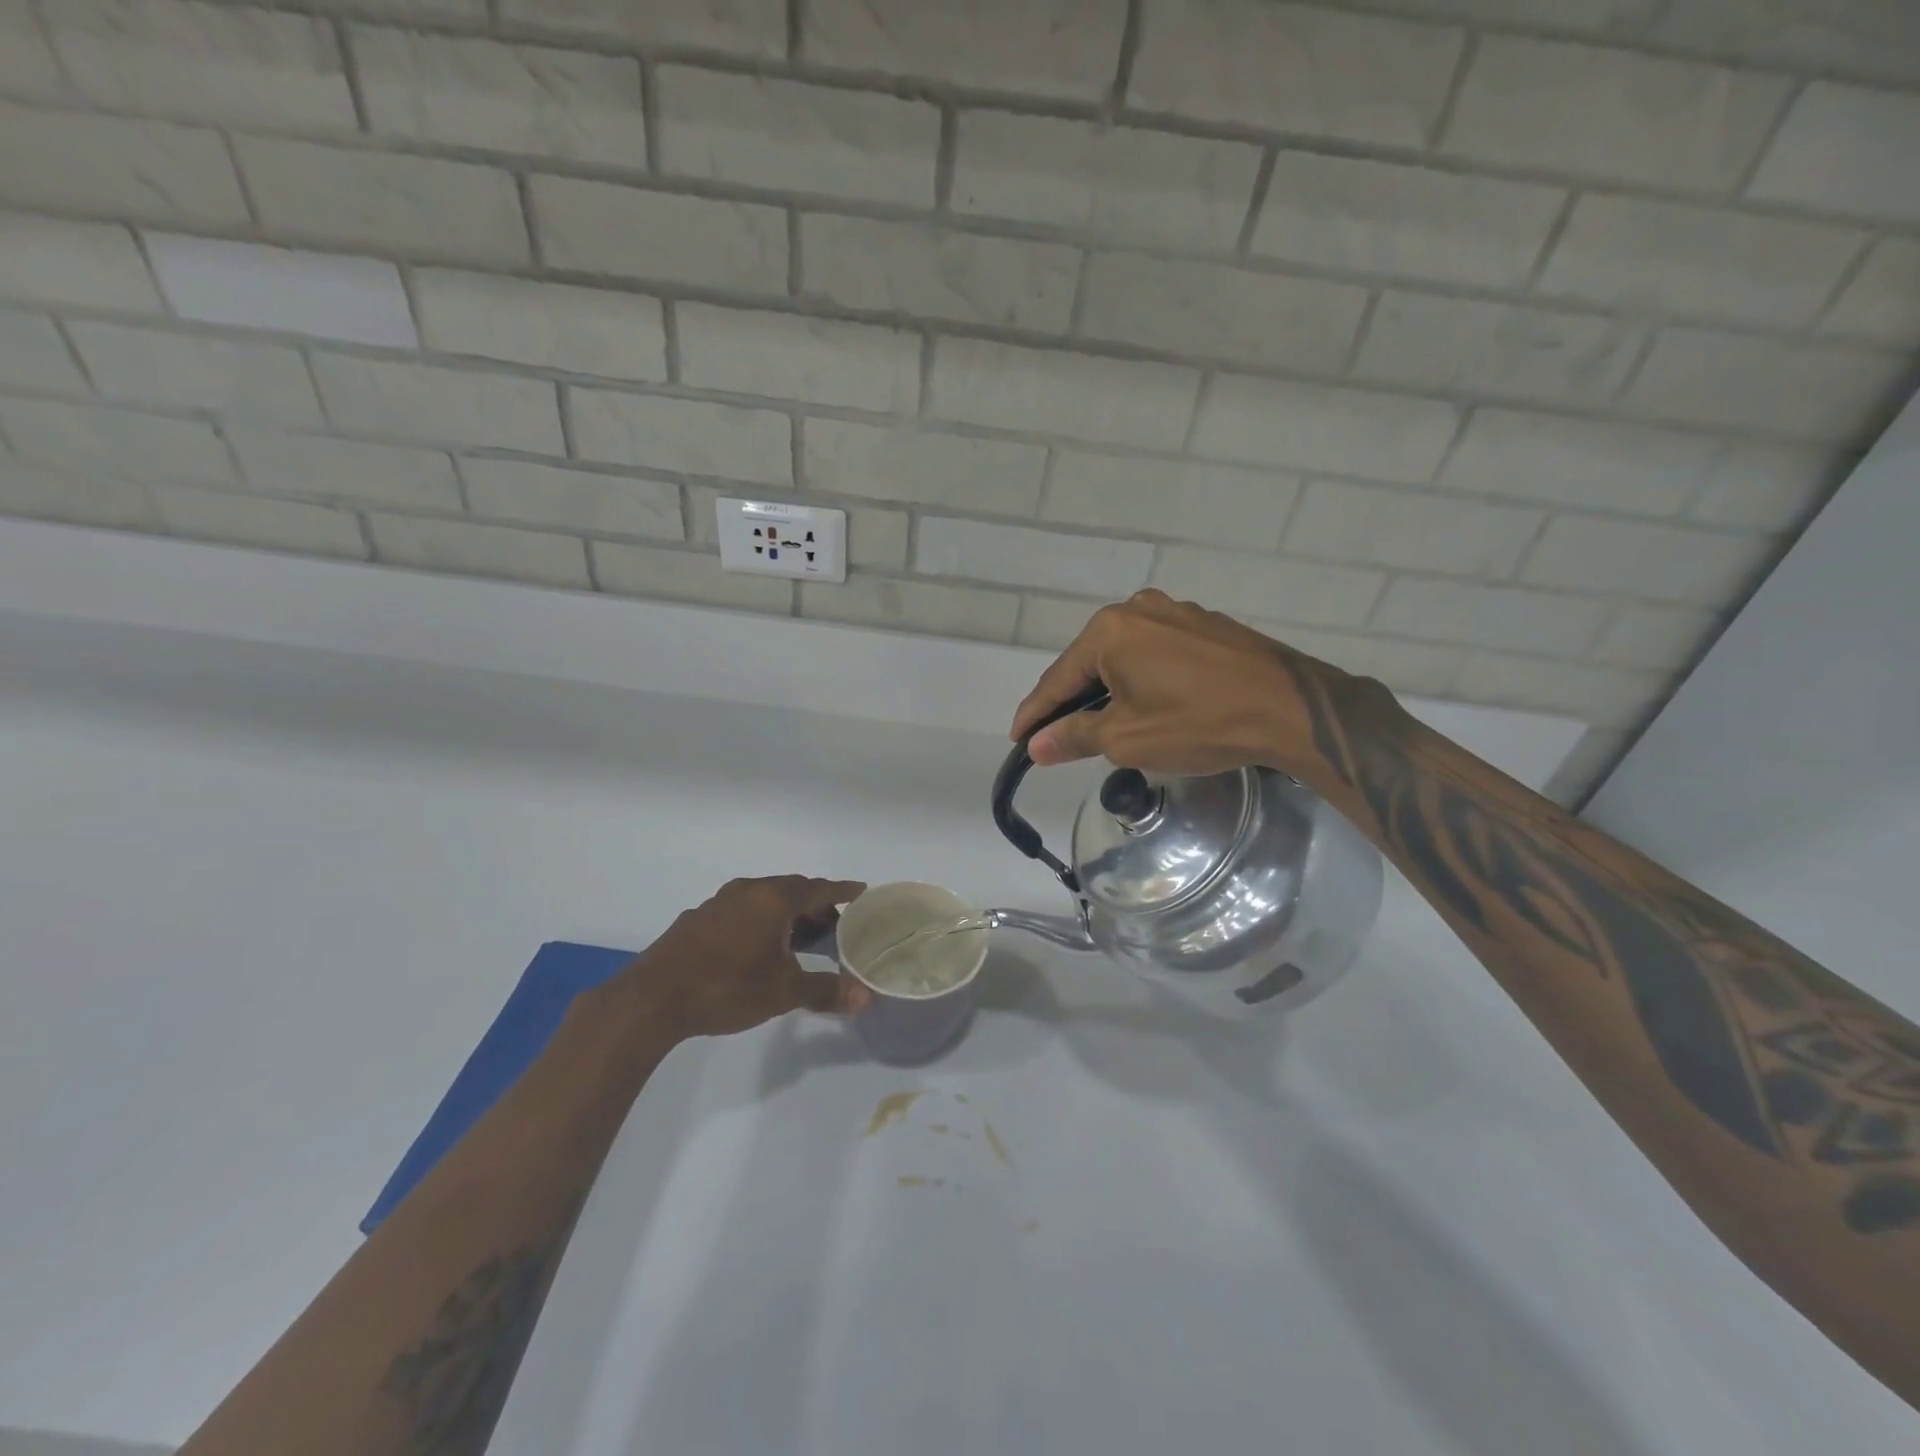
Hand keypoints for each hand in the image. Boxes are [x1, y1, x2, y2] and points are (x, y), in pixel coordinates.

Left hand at [630, 876, 870, 1037]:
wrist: (652, 998)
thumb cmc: (727, 986)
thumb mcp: (783, 992)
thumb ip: (825, 991)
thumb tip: (865, 998)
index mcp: (773, 899)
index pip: (818, 888)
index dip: (842, 891)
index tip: (861, 891)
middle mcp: (747, 891)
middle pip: (791, 890)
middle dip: (815, 905)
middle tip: (835, 925)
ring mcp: (718, 904)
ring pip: (763, 900)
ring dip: (786, 914)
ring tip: (800, 937)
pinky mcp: (697, 921)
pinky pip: (741, 912)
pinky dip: (760, 922)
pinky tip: (757, 948)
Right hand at [1011, 590, 1395, 780]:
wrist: (1291, 709)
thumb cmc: (1199, 722)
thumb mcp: (1127, 738)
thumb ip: (1075, 736)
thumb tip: (1037, 745)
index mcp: (1110, 630)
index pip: (1057, 679)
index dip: (1034, 714)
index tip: (1016, 740)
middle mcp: (1138, 609)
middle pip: (1089, 662)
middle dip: (1070, 701)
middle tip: (1054, 735)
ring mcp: (1176, 612)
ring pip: (1123, 656)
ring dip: (1107, 689)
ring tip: (1098, 723)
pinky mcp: (1205, 625)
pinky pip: (1155, 653)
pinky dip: (1140, 678)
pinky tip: (1145, 702)